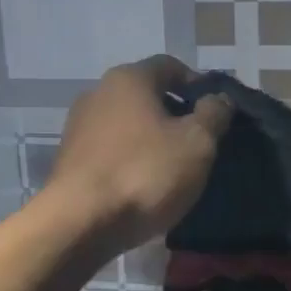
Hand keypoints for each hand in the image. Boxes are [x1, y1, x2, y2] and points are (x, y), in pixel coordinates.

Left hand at [45, 57, 231, 256]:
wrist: (80, 223)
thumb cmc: (145, 173)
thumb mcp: (197, 143)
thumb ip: (214, 114)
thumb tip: (219, 98)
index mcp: (129, 79)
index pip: (171, 66)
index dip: (199, 85)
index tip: (217, 113)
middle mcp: (98, 92)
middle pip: (147, 95)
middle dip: (176, 115)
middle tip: (202, 144)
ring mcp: (79, 127)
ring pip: (129, 125)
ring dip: (154, 140)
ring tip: (176, 169)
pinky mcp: (70, 160)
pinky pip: (112, 151)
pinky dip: (133, 160)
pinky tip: (146, 186)